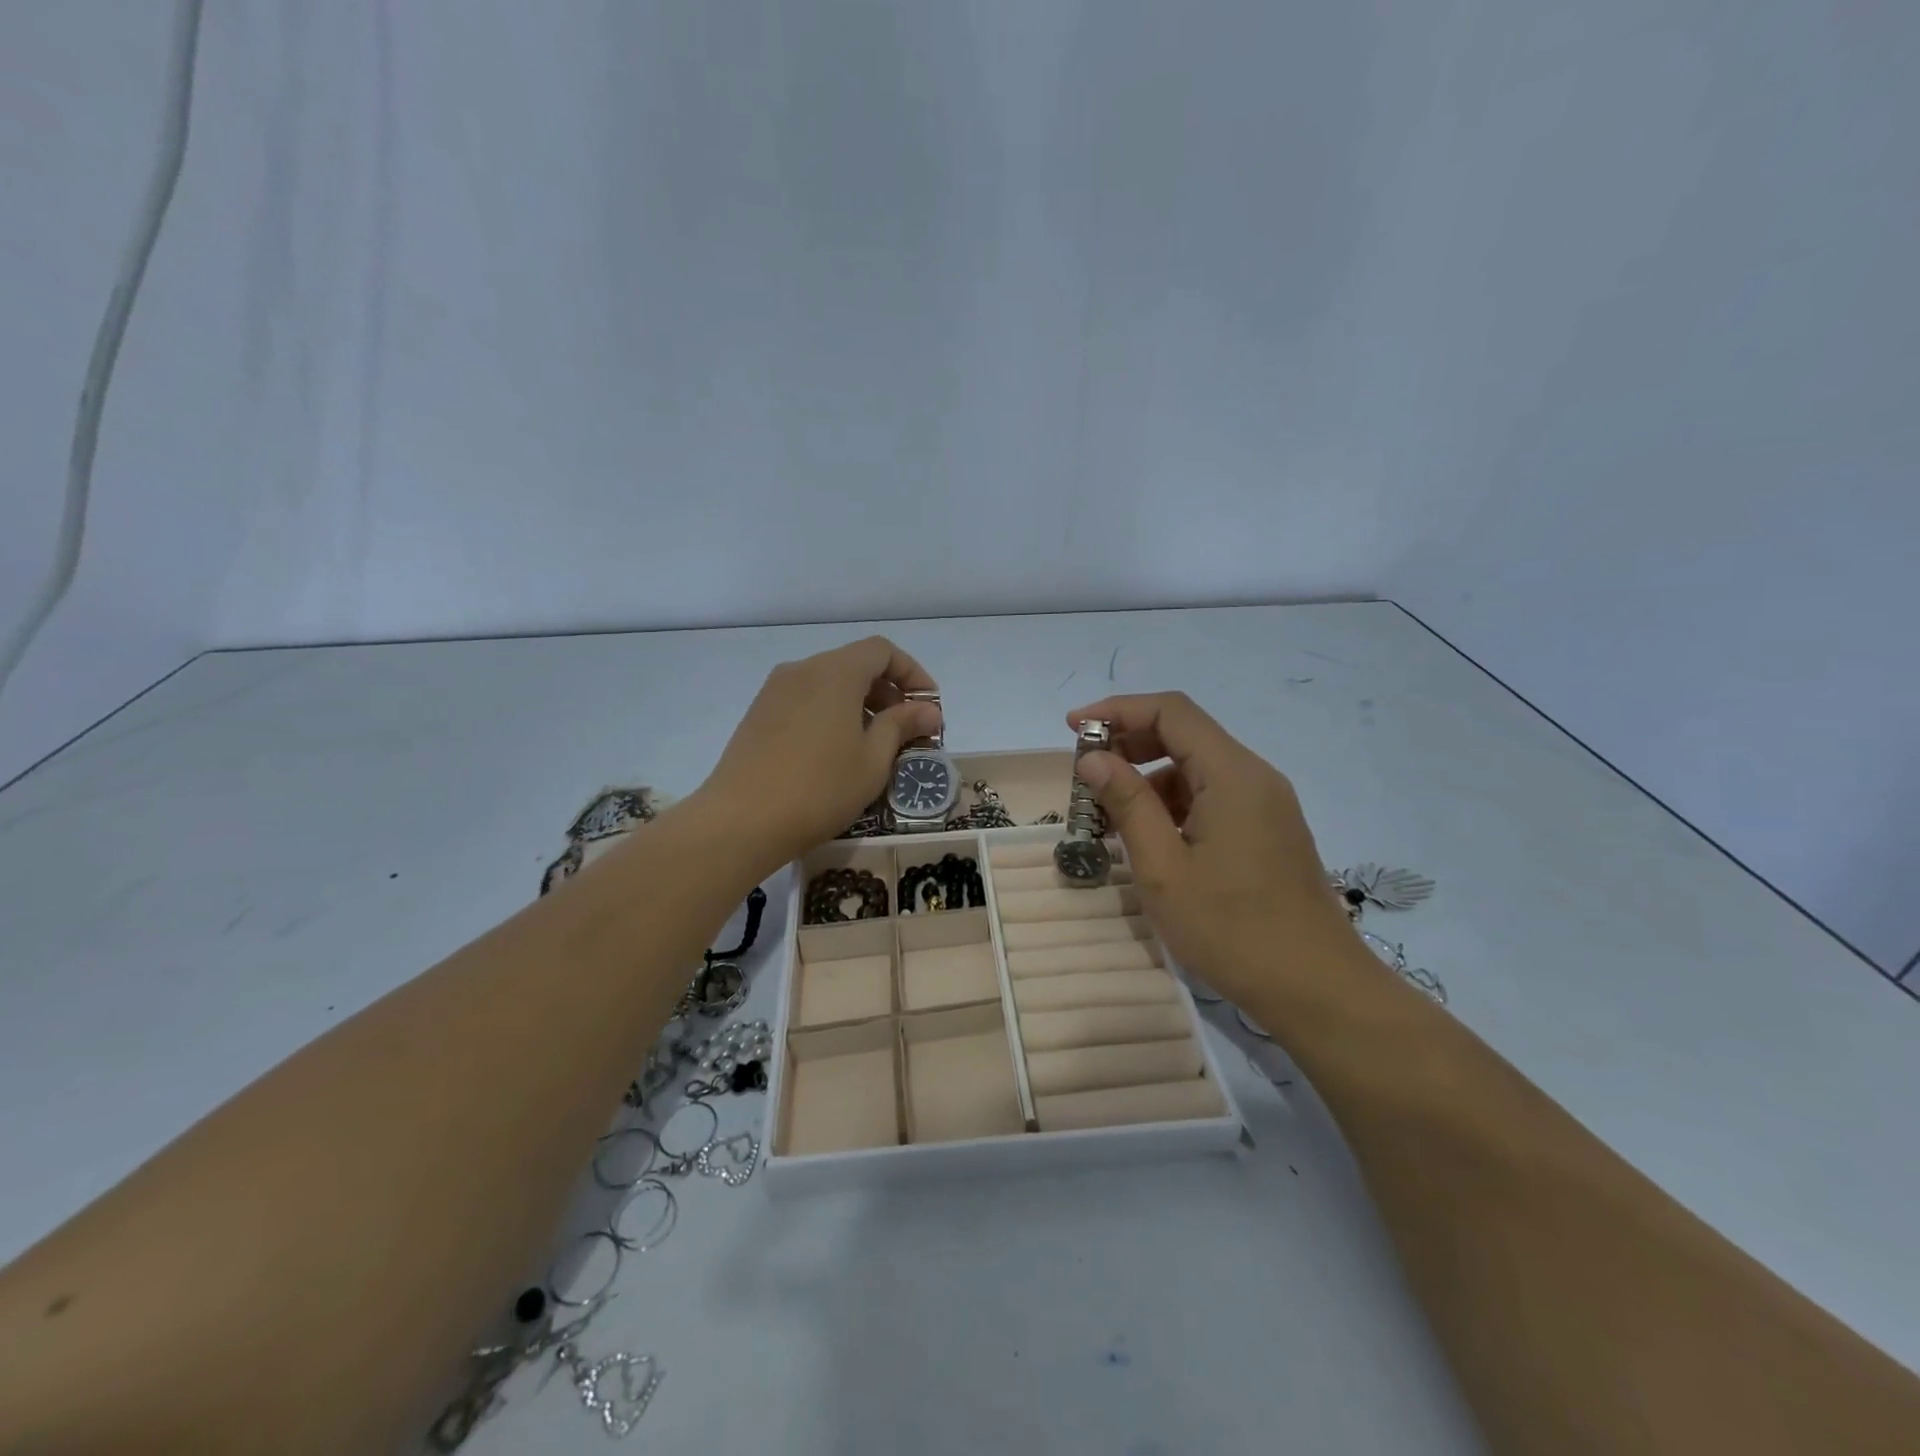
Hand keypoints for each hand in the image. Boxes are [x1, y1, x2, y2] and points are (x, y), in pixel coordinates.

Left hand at [701, 637, 941, 871]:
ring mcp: (775, 691)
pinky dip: (832, 713)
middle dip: (888, 691)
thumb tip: (928, 710)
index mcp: (835, 672)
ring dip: (860, 704)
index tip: (929, 707)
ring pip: (829, 683)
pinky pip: (806, 700)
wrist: (740, 821)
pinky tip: (837, 752)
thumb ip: (902, 726)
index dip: (912, 673)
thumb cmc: (819, 789)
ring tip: (875, 745)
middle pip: (855, 664)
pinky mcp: (758, 714)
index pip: (882, 651)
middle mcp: (802, 670)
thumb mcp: (873, 761)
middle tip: (908, 731)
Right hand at [1066, 692, 1357, 1006]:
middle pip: (1185, 734)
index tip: (1072, 728)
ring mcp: (1266, 804)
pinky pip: (1214, 797)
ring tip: (1109, 816)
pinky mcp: (1268, 831)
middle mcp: (1254, 777)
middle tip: (1086, 774)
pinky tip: (1149, 838)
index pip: (1171, 711)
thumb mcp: (1164, 869)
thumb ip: (1127, 804)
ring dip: (1149, 778)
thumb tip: (1093, 758)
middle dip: (1129, 744)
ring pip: (1197, 768)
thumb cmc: (1232, 929)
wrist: (1317, 989)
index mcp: (1232, 775)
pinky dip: (1174, 804)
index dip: (1118, 711)